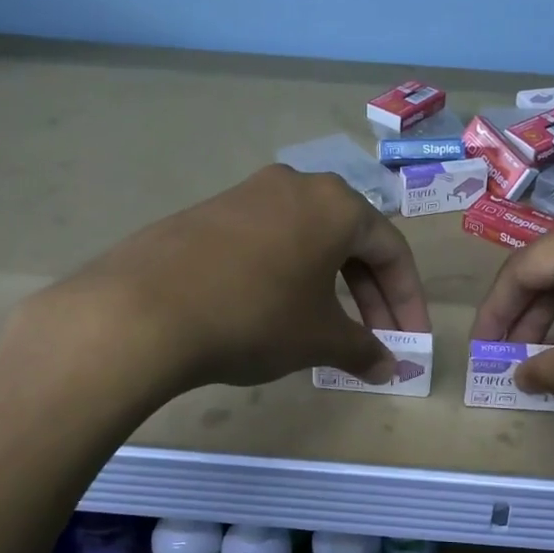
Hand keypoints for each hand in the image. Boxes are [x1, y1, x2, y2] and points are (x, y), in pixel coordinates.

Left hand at [27, 165, 428, 396]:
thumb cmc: (255, 315)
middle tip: (377, 342)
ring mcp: (248, 194)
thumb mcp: (319, 337)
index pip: (391, 251)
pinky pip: (269, 243)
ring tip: (330, 332)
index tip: (411, 342)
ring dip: (330, 288)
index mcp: (336, 204)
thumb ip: (363, 349)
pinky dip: (289, 277)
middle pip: (351, 242)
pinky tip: (278, 313)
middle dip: (371, 297)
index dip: (408, 301)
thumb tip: (389, 367)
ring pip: (309, 242)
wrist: (142, 310)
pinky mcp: (210, 213)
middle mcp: (297, 185)